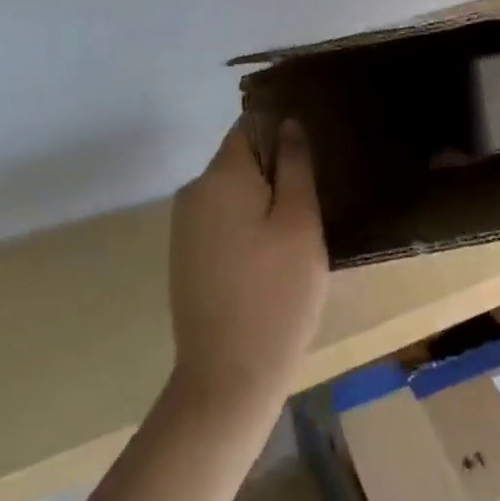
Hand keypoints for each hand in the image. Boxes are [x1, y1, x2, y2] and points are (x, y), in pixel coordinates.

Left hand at [167, 117, 328, 416]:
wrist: (228, 377)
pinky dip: (248, 223)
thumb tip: (287, 124)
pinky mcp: (186, 255)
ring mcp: (185, 226)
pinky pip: (222, 218)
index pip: (250, 126)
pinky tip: (272, 255)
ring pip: (233, 190)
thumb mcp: (300, 223)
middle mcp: (193, 192)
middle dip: (276, 170)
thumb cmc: (277, 294)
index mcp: (220, 177)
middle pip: (241, 158)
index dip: (282, 130)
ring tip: (299, 231)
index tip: (313, 153)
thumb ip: (295, 166)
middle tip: (314, 201)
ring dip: (264, 199)